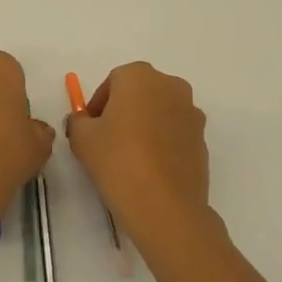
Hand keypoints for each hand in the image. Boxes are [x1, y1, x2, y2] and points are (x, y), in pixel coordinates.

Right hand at [64, 62, 211, 254]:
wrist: (164, 204)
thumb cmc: (118, 160)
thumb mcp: (82, 139)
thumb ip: (78, 121)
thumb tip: (83, 121)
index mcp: (140, 76)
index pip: (114, 81)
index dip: (98, 103)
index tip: (90, 128)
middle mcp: (170, 85)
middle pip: (140, 92)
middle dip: (123, 110)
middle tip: (107, 139)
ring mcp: (191, 112)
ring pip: (160, 111)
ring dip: (145, 125)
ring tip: (129, 156)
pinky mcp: (203, 138)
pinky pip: (175, 132)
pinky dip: (163, 142)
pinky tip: (150, 168)